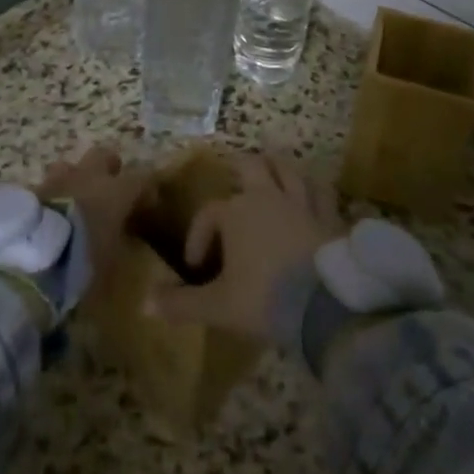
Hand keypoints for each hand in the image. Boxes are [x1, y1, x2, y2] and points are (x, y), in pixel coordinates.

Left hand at [37, 146, 148, 291]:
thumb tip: (124, 244)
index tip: (148, 203)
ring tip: (74, 200)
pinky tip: (49, 215)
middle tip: (110, 188)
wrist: (30, 257)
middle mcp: (88, 177)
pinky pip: (46, 186)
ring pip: (70, 165)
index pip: (141, 177)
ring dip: (75, 178)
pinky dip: (51, 196)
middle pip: (104, 155)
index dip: (146, 188)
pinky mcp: (31, 190)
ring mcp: (57, 180)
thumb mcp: (110, 265)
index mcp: (115, 192)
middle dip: (108, 167)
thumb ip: (120, 247)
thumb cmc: (80, 261)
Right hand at [146, 153, 343, 340]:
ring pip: (289, 171)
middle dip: (240, 168)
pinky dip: (315, 191)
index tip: (196, 266)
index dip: (199, 234)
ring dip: (278, 170)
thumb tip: (144, 304)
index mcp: (237, 212)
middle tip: (234, 176)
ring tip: (272, 176)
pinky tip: (313, 197)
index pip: (210, 213)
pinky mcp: (329, 217)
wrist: (324, 305)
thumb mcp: (218, 306)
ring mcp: (302, 203)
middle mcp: (268, 196)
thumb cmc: (264, 299)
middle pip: (252, 166)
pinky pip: (323, 193)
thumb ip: (181, 303)